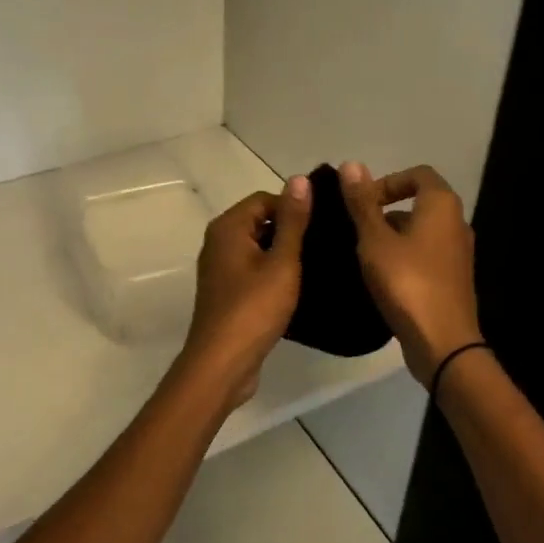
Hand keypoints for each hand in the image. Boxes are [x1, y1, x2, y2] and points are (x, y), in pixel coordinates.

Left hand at [177, 175, 311, 408]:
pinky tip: (298, 288)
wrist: (222, 363)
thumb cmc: (254, 309)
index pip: (265, 199)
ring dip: (284, 255)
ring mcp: (220, 269)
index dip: (295, 208)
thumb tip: (300, 179)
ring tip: (318, 265)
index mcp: (228, 227)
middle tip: (325, 245)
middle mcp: (218, 242)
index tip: (323, 225)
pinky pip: (253, 270)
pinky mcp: (226, 292)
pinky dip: (273, 274)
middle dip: (291, 230)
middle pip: (260, 222)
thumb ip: (293, 221)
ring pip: (258, 248)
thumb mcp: (282, 262)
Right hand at [340, 162, 482, 386]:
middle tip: (355, 230)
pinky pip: (425, 255)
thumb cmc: (407, 282)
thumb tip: (352, 164)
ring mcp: (458, 253)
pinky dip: (403, 257)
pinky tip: (380, 278)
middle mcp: (456, 223)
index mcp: (441, 205)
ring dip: (392, 236)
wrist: (442, 342)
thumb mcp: (375, 240)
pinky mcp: (453, 279)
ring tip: (362, 255)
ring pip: (420, 232)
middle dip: (385, 211)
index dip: (388, 181)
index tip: (361, 202)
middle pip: (419, 202)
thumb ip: (363, 203)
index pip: (417, 174)